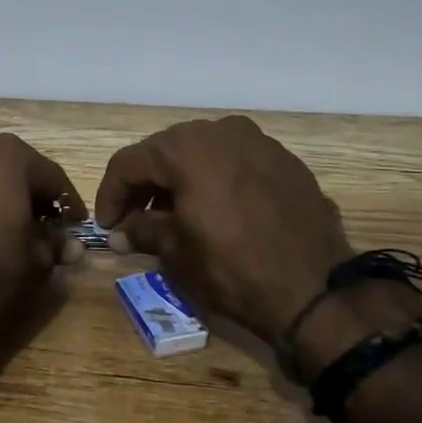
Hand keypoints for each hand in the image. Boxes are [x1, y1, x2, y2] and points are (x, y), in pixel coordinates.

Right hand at [94, 115, 361, 344]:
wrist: (314, 290)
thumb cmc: (231, 268)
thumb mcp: (175, 252)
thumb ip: (141, 230)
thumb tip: (120, 232)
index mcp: (185, 148)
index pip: (130, 163)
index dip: (111, 195)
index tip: (107, 226)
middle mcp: (220, 132)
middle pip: (165, 152)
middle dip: (145, 185)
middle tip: (134, 220)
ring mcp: (258, 142)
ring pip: (202, 153)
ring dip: (180, 181)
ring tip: (174, 216)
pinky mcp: (286, 161)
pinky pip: (235, 163)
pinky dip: (215, 181)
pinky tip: (215, 211)